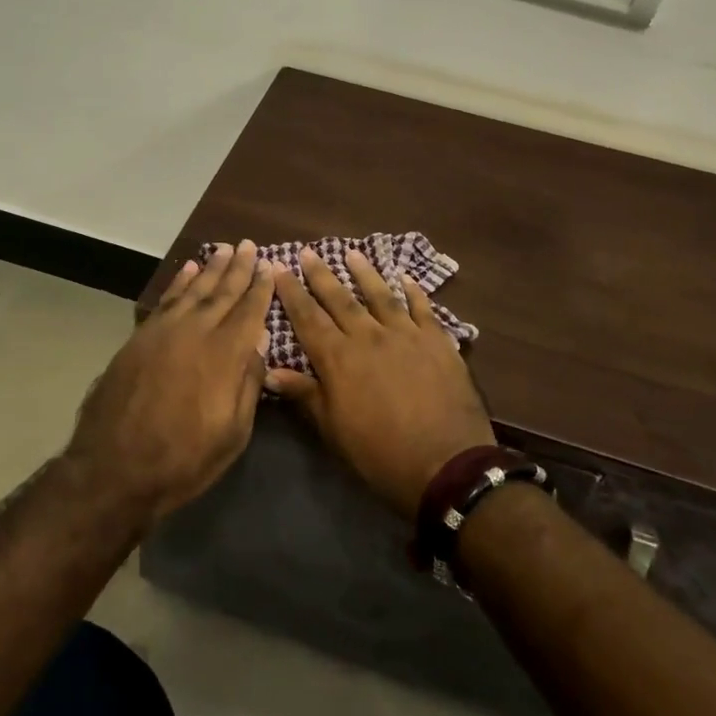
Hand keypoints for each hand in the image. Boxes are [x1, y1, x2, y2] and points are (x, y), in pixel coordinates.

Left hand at [66, 241, 274, 523]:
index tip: (270, 265)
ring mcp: (164, 332)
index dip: (260, 287)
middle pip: (222, 292)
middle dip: (238, 268)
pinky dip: (179, 282)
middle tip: (249, 245)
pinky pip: (165, 299)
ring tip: (223, 248)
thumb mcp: (233, 433)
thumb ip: (249, 383)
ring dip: (210, 267)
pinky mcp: (140, 338)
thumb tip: (260, 341)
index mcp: (224, 355)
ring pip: (193, 289)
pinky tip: (188, 269)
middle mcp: (196, 332)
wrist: (114, 469)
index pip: (249, 311)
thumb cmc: (183, 459)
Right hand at [268, 248, 496, 520]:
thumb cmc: (380, 454)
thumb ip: (305, 394)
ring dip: (364, 273)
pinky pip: (422, 307)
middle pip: (340, 298)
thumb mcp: (334, 430)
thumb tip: (270, 370)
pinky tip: (406, 278)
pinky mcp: (436, 340)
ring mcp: (405, 334)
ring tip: (352, 253)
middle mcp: (368, 336)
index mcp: (338, 359)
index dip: (291, 293)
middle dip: (321, 274)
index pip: (308, 318)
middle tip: (308, 251)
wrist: (446, 463)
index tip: (279, 269)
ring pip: (379, 294)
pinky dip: (413, 291)